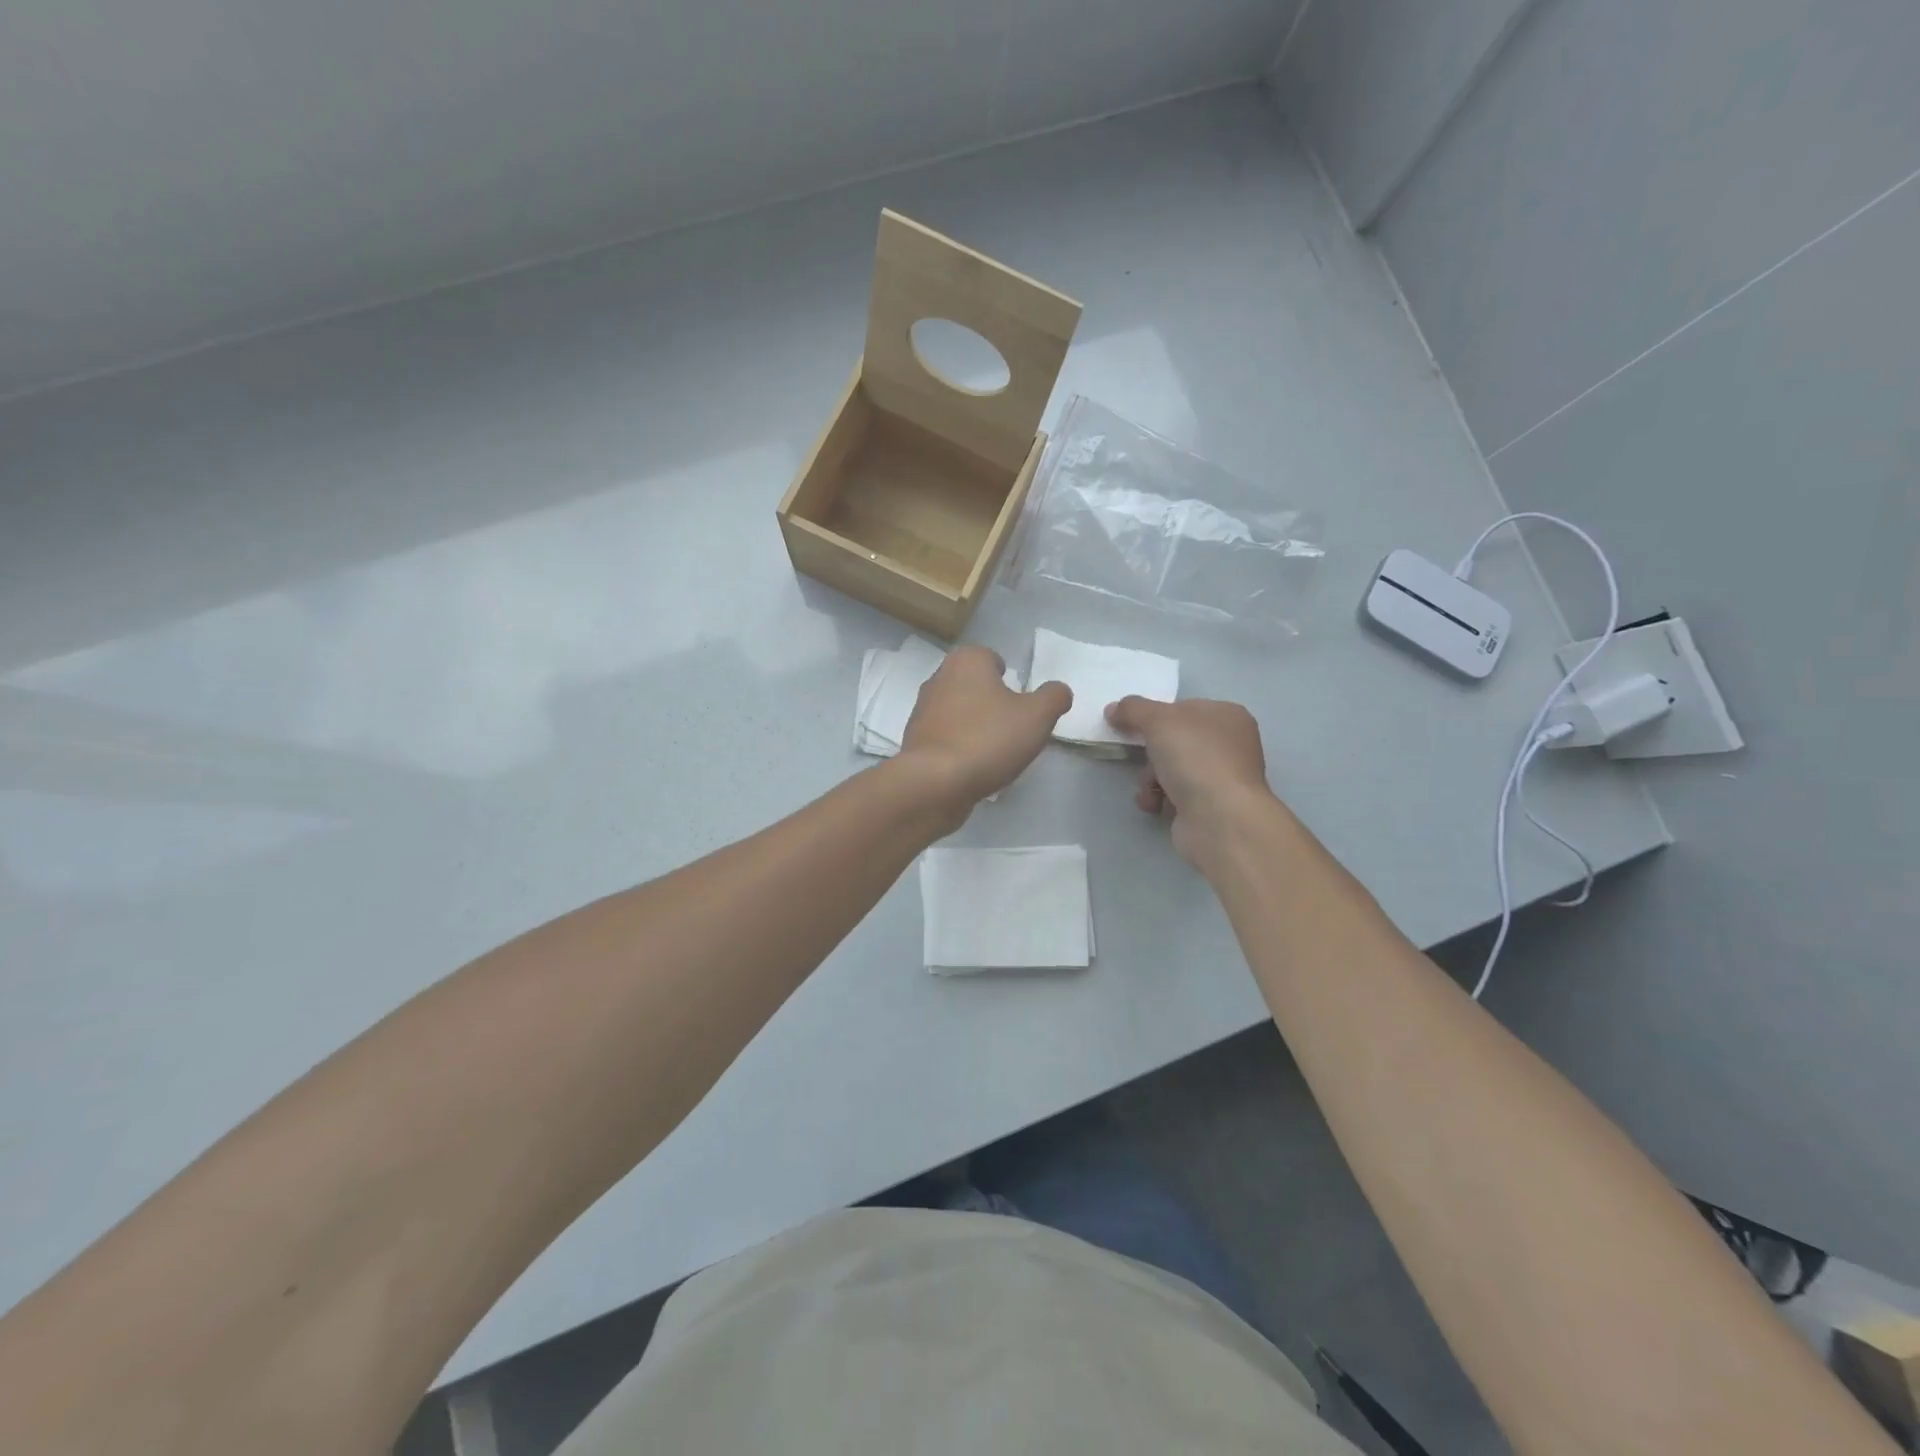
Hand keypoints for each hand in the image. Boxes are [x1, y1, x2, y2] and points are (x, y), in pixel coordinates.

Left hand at [900, 647, 1070, 810]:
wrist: (935, 783)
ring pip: (959, 713)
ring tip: (995, 753)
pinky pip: (946, 738)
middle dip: (992, 703)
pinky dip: (959, 748)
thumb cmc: (988, 739)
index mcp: (966, 661)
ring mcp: (922, 711)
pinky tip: (973, 768)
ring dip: (975, 727)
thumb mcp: (1037, 716)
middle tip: (1013, 729)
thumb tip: (1059, 691)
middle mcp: (938, 678)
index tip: (1021, 704)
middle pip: (974, 686)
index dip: (1009, 678)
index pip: (991, 658)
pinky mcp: (914, 741)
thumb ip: (1053, 698)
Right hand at [1104, 696, 1279, 866]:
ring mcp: (1223, 778)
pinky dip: (1160, 798)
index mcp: (1228, 716)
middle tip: (1141, 759)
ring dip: (1150, 778)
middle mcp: (1231, 745)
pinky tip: (1155, 804)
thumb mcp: (1158, 720)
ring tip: (1149, 788)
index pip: (1184, 709)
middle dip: (1151, 753)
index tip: (1135, 728)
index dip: (1156, 716)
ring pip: (1172, 769)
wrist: (1218, 818)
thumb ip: (1132, 709)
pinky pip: (1177, 795)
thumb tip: (1113, 709)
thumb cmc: (1195, 758)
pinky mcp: (1212, 807)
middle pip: (1175, 741)